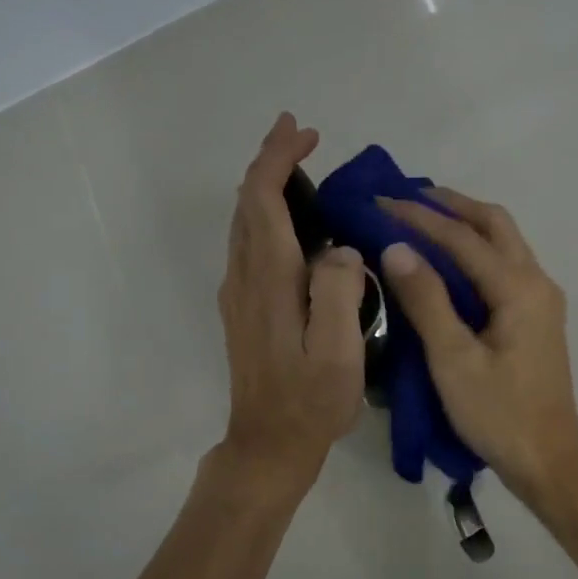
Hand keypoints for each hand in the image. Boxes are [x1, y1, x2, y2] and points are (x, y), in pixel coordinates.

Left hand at [216, 114, 367, 494]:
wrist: (268, 445)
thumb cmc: (310, 402)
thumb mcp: (338, 351)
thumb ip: (339, 291)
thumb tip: (338, 250)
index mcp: (270, 280)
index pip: (263, 200)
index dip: (278, 159)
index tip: (304, 133)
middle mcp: (245, 278)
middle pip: (247, 203)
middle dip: (268, 162)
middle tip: (299, 135)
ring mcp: (239, 295)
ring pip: (243, 223)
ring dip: (264, 187)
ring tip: (295, 167)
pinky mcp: (243, 311)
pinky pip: (248, 246)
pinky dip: (264, 216)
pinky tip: (289, 224)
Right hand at [378, 189, 577, 508]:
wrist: (547, 460)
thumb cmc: (498, 414)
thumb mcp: (453, 359)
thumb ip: (426, 300)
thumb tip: (397, 247)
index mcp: (519, 288)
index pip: (462, 237)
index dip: (419, 217)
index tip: (380, 201)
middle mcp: (537, 282)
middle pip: (496, 224)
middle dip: (452, 206)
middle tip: (408, 197)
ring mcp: (542, 300)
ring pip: (505, 242)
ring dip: (467, 224)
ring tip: (424, 218)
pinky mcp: (537, 318)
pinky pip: (506, 266)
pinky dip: (477, 250)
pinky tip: (450, 262)